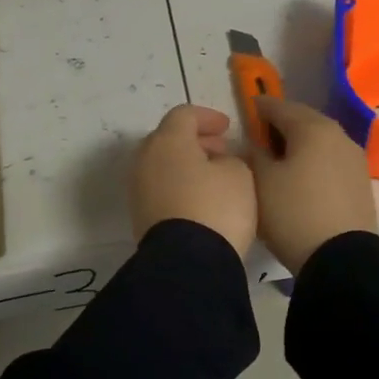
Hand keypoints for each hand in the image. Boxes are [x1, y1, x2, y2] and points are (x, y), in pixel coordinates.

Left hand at [130, 104, 256, 259]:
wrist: (187, 263)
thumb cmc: (216, 207)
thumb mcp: (239, 174)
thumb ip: (229, 159)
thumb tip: (216, 164)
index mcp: (168, 141)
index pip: (184, 115)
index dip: (207, 117)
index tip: (227, 128)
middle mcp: (145, 160)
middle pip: (168, 139)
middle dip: (195, 141)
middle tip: (221, 151)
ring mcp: (139, 189)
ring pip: (162, 165)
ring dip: (186, 165)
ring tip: (214, 178)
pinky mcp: (140, 216)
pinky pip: (161, 188)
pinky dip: (179, 185)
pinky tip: (200, 199)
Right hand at [250, 98, 377, 272]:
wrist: (342, 259)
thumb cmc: (293, 213)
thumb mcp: (261, 182)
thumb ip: (254, 154)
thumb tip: (255, 143)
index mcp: (313, 128)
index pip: (280, 106)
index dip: (260, 107)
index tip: (247, 109)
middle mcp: (339, 135)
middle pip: (305, 120)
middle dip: (282, 123)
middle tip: (261, 134)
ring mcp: (355, 159)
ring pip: (321, 140)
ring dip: (300, 143)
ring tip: (279, 157)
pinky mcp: (361, 182)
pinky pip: (331, 160)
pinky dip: (314, 160)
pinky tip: (302, 176)